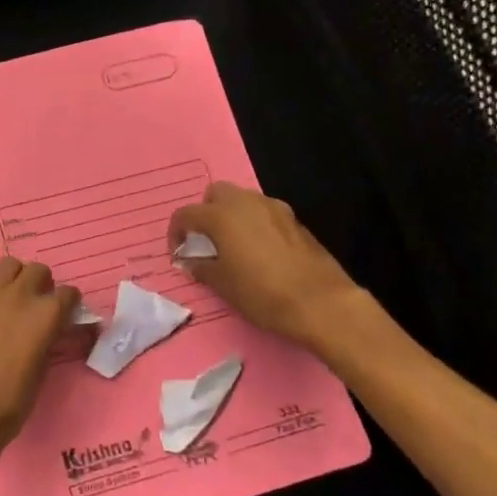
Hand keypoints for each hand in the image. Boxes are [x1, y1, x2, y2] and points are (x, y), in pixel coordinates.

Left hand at [0, 256, 79, 478]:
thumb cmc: (8, 405)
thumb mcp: (40, 374)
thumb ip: (45, 343)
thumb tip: (45, 335)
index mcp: (46, 316)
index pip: (68, 294)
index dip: (69, 304)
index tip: (66, 314)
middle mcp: (19, 296)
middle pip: (37, 270)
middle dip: (42, 284)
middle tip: (36, 305)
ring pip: (8, 265)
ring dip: (14, 279)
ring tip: (10, 301)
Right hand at [167, 181, 363, 345]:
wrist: (320, 303)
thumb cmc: (262, 293)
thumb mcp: (223, 285)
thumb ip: (202, 267)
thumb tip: (191, 262)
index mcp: (222, 216)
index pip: (186, 214)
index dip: (176, 232)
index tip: (178, 252)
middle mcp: (246, 203)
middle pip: (216, 193)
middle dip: (205, 212)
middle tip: (206, 240)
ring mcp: (274, 209)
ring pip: (243, 199)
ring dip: (231, 215)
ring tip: (232, 246)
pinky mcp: (295, 221)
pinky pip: (265, 213)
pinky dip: (255, 224)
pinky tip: (260, 252)